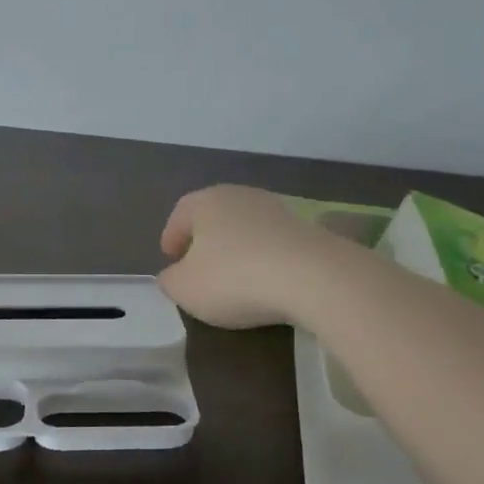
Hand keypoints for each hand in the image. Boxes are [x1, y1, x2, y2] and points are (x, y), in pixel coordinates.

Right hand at [158, 185, 344, 328]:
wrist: (313, 277)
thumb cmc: (235, 278)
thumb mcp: (185, 288)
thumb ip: (170, 280)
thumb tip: (173, 274)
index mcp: (205, 201)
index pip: (181, 214)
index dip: (172, 236)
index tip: (170, 258)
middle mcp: (240, 195)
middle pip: (215, 216)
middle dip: (205, 240)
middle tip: (198, 266)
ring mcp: (276, 210)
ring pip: (246, 228)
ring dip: (237, 248)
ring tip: (234, 277)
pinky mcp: (306, 229)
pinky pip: (273, 243)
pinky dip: (264, 258)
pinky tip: (265, 281)